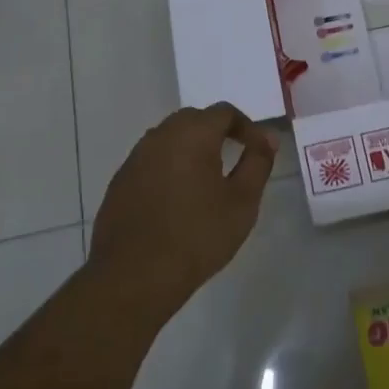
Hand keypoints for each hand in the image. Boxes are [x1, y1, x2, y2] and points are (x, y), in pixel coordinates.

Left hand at [88, 104, 276, 319]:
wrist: (133, 276)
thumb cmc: (197, 236)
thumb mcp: (242, 202)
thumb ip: (258, 163)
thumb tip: (268, 138)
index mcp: (193, 133)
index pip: (224, 112)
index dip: (246, 127)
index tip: (259, 150)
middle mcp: (161, 135)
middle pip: (194, 119)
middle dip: (217, 133)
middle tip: (234, 159)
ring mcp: (135, 157)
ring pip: (170, 139)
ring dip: (191, 149)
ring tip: (206, 180)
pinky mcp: (120, 181)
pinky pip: (151, 161)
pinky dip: (169, 168)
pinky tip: (176, 199)